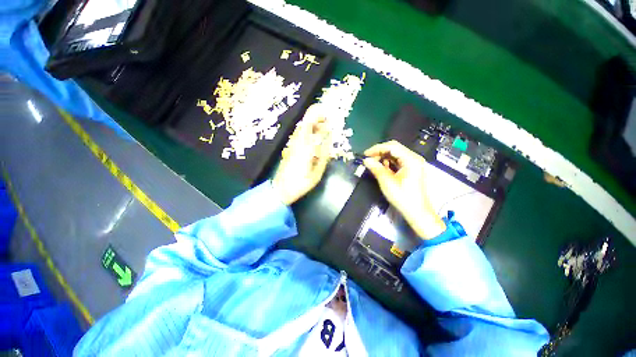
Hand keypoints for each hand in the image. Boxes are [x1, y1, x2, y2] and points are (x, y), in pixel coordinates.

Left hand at [272, 105, 331, 205]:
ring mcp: (291, 146)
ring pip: (300, 129)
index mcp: (304, 149)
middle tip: (326, 118)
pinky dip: (307, 132)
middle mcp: (296, 144)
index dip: (319, 120)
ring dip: (311, 124)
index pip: (310, 128)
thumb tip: (328, 142)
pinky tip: (313, 136)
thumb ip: (323, 157)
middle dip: (315, 117)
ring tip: (322, 126)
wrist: (281, 189)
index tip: (329, 118)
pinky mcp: (289, 150)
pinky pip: (299, 136)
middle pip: (304, 125)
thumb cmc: (300, 184)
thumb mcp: (316, 173)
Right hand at [363, 140, 445, 238]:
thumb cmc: (403, 197)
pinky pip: (399, 161)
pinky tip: (382, 168)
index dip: (377, 148)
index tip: (365, 154)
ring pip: (396, 155)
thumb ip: (376, 169)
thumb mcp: (387, 182)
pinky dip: (389, 163)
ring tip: (374, 164)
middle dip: (380, 152)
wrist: (417, 212)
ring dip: (384, 158)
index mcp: (411, 159)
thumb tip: (367, 160)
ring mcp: (414, 164)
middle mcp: (414, 159)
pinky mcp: (412, 170)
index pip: (392, 146)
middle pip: (394, 149)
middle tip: (369, 159)